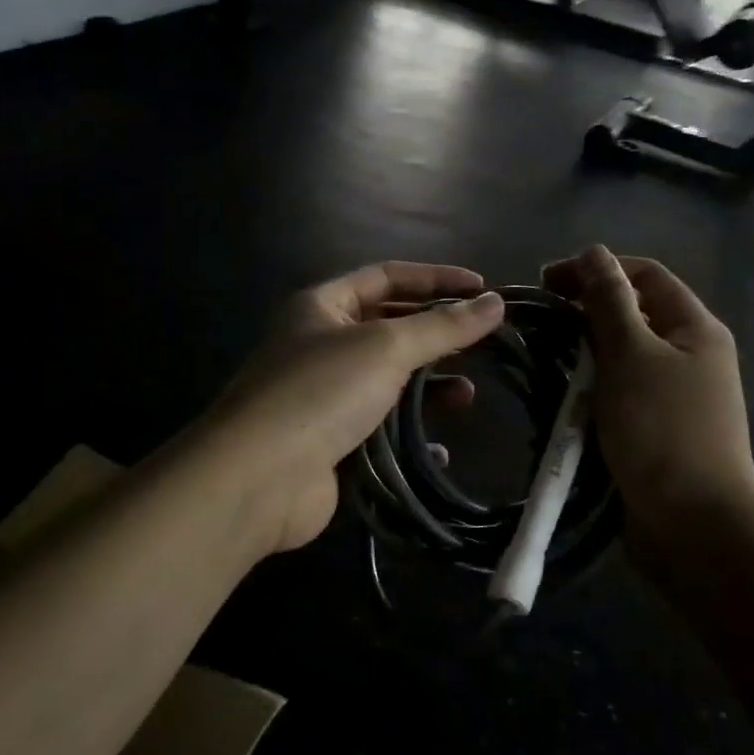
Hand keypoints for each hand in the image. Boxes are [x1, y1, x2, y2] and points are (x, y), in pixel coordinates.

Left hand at [204, 262, 504, 553]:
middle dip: (435, 334)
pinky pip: (379, 429)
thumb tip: (495, 302)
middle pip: (389, 327)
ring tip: (467, 395)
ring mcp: (323, 396)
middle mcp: (320, 344)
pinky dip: (408, 435)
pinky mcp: (330, 442)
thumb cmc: (320, 392)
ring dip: (427, 387)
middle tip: (484, 341)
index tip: (483, 289)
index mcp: (323, 306)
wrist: (258, 478)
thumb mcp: (386, 347)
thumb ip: (442, 326)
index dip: (435, 278)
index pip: (387, 276)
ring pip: (387, 381)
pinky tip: (438, 448)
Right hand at [543, 247, 753, 569]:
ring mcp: (674, 394)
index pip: (644, 274)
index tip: (546, 283)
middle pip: (633, 313)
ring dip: (583, 352)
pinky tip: (563, 396)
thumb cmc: (662, 429)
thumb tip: (594, 252)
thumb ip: (609, 299)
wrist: (694, 526)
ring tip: (544, 358)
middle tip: (540, 323)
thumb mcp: (631, 354)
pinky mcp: (656, 428)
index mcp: (695, 328)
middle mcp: (690, 354)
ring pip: (621, 355)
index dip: (597, 268)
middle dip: (585, 310)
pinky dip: (590, 387)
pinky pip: (618, 391)